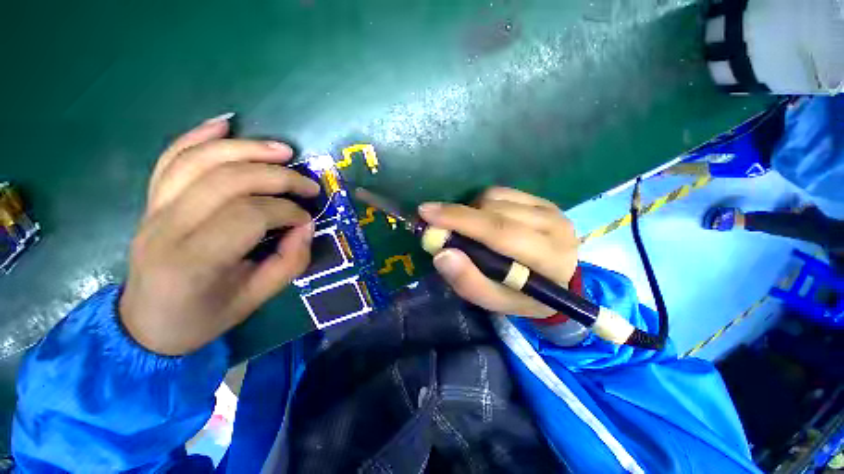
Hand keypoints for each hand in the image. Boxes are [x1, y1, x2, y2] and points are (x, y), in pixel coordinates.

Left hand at [119, 114, 320, 355]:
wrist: (147, 323)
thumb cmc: (204, 316)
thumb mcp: (257, 299)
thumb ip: (290, 262)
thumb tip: (306, 225)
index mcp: (194, 261)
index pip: (249, 215)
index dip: (287, 211)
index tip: (307, 219)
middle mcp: (166, 227)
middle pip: (226, 180)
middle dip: (278, 176)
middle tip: (308, 185)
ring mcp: (153, 209)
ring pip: (199, 160)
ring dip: (247, 148)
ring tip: (283, 150)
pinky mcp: (151, 200)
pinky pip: (171, 157)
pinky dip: (198, 135)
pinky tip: (226, 124)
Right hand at [418, 187, 577, 318]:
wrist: (555, 280)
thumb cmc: (522, 295)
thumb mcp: (495, 300)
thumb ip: (468, 282)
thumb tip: (441, 254)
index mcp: (549, 260)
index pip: (500, 233)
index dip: (460, 221)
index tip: (426, 214)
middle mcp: (555, 228)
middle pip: (495, 212)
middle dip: (457, 214)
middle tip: (430, 217)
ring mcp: (550, 209)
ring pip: (495, 199)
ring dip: (470, 212)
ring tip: (466, 229)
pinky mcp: (542, 200)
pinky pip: (500, 192)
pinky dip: (481, 203)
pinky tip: (481, 218)